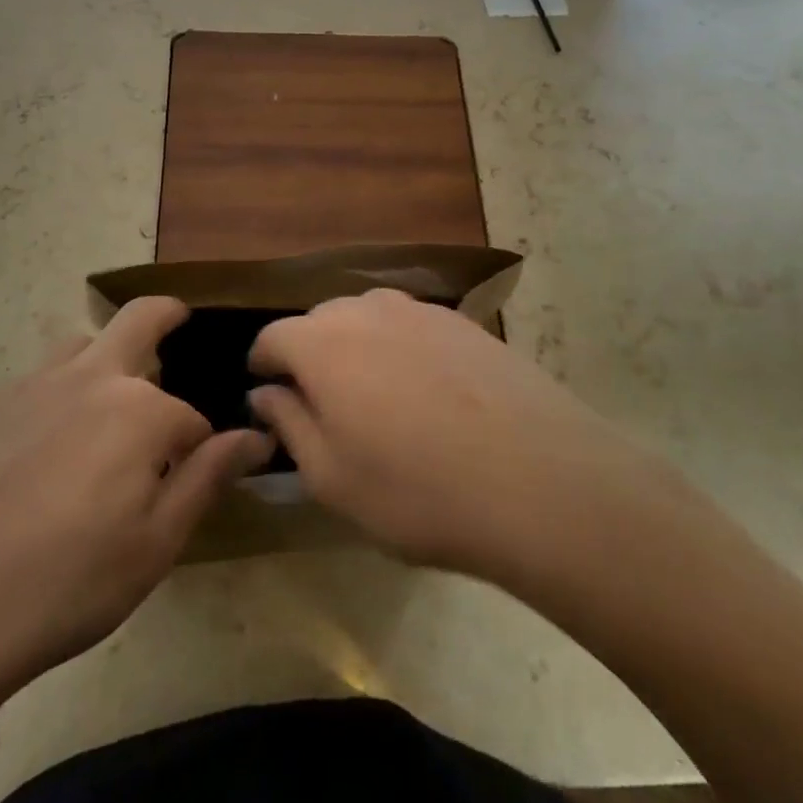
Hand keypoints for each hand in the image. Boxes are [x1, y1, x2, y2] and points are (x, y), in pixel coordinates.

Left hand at [0, 298, 272, 705]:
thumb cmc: (68, 584)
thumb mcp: (156, 544)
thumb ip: (208, 478)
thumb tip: (256, 436)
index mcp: (140, 411)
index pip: (191, 419)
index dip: (199, 449)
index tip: (194, 476)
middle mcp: (91, 377)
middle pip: (140, 318)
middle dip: (168, 316)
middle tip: (178, 325)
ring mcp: (33, 384)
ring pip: (84, 344)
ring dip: (107, 358)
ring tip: (105, 405)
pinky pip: (38, 378)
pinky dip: (59, 391)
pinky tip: (43, 446)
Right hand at [248, 289, 651, 584]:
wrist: (538, 480)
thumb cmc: (417, 491)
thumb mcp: (332, 478)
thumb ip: (289, 424)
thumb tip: (266, 393)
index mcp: (324, 344)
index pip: (273, 337)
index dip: (263, 363)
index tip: (266, 391)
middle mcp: (368, 311)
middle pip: (320, 320)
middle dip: (310, 353)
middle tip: (322, 403)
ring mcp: (422, 311)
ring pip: (369, 317)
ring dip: (358, 347)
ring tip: (375, 397)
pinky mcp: (466, 323)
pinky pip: (414, 327)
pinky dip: (403, 349)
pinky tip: (427, 393)